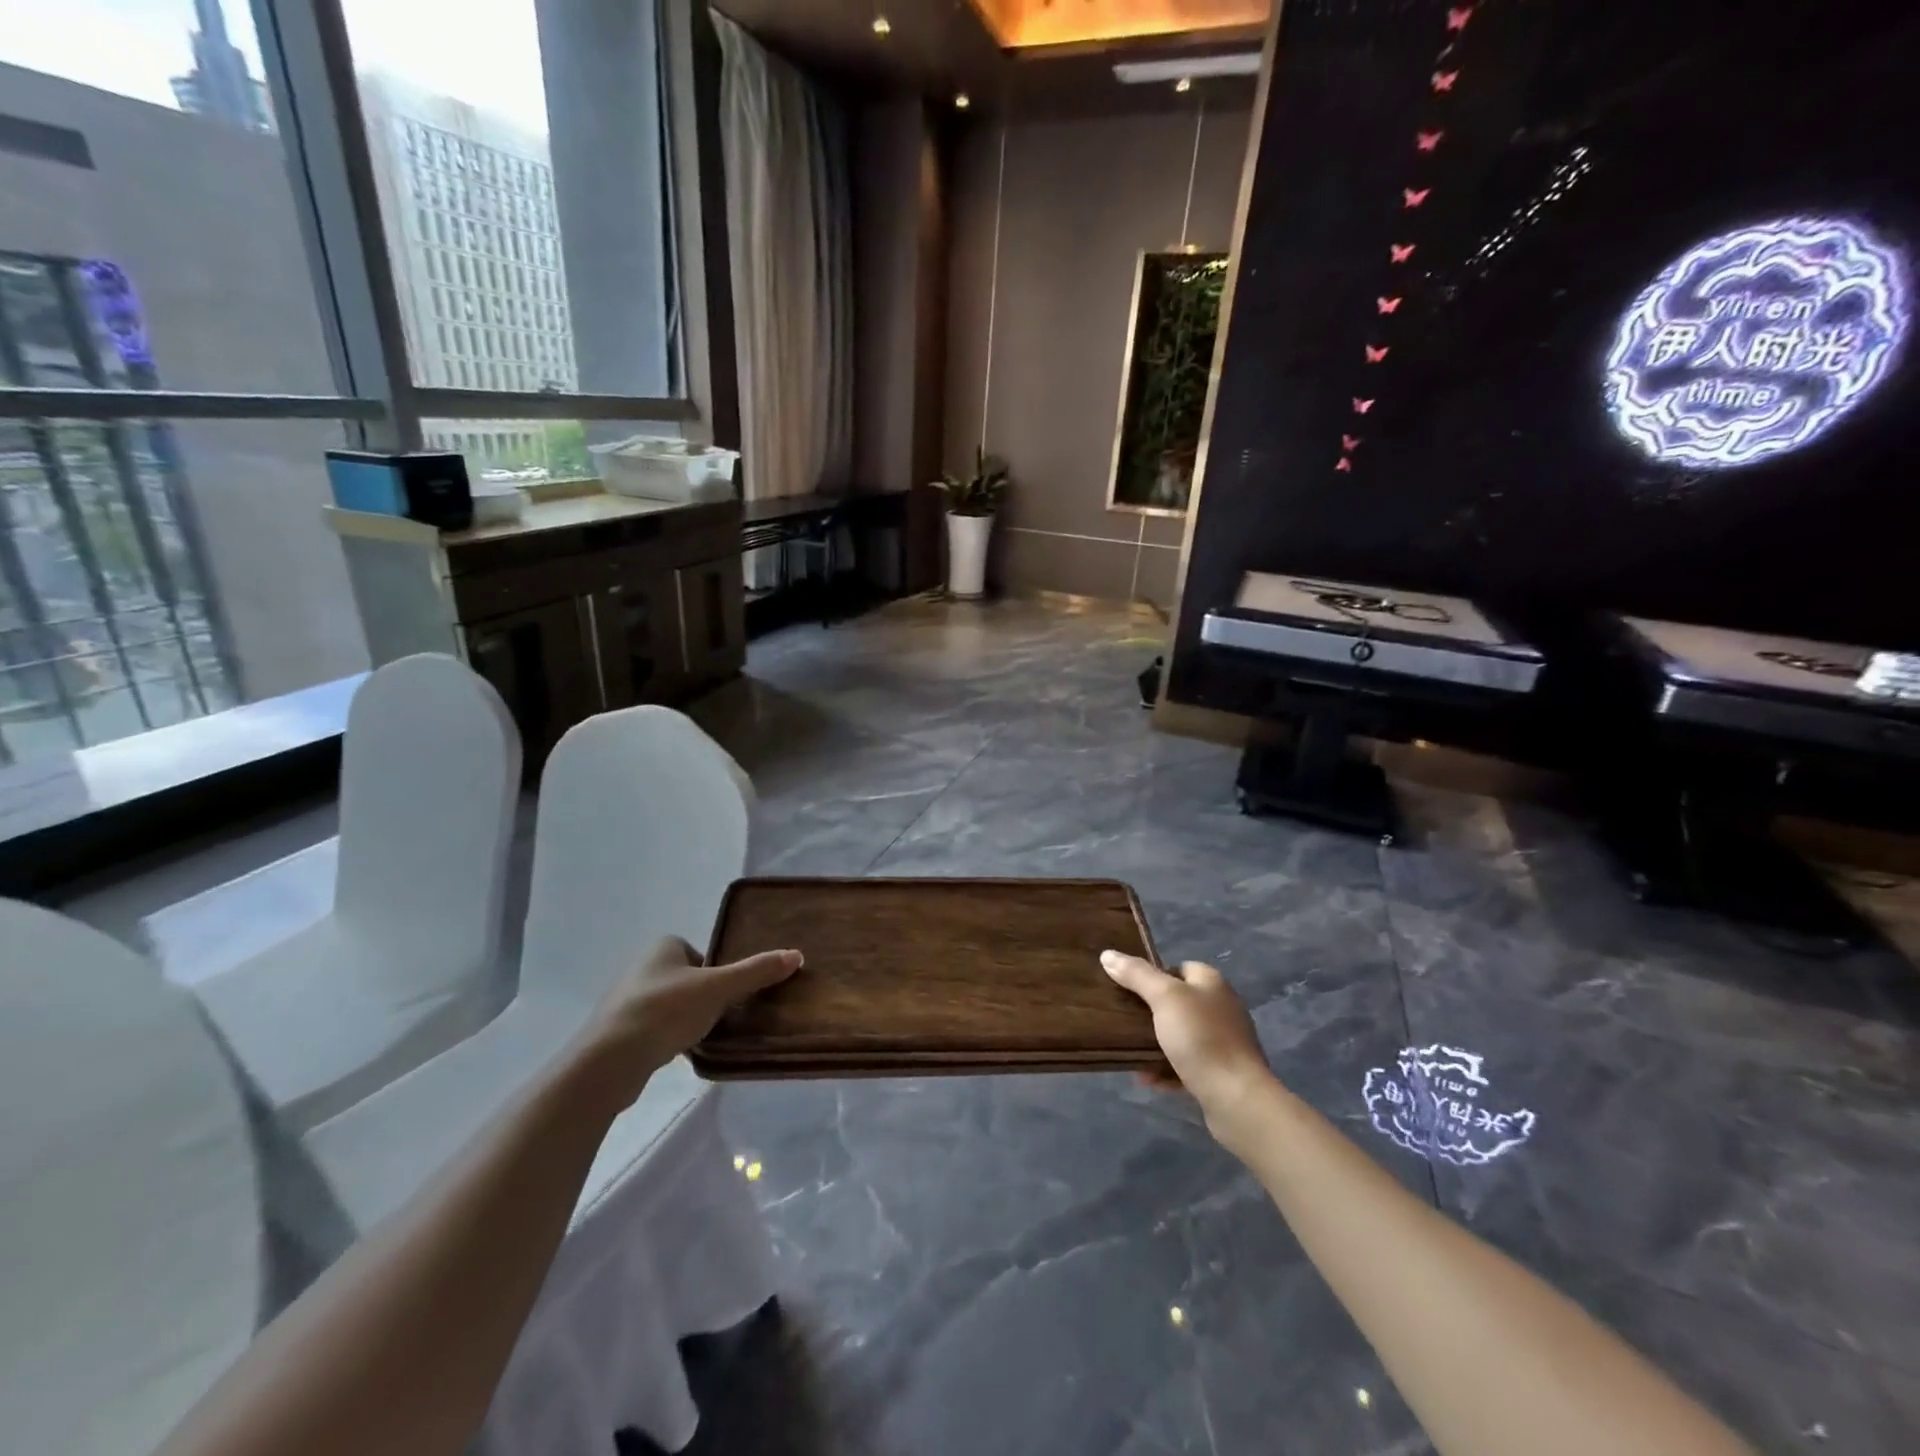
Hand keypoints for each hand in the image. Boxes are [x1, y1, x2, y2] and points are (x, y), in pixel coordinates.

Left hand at [576, 936, 801, 1104]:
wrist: (609, 1059)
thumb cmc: (666, 1010)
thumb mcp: (719, 988)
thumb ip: (756, 972)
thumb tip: (797, 954)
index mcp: (663, 947)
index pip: (701, 953)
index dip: (717, 971)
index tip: (729, 993)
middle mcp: (642, 967)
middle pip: (688, 979)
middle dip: (704, 996)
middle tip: (723, 1015)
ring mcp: (627, 1001)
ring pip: (671, 1005)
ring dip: (686, 1019)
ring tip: (704, 1037)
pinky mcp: (619, 1033)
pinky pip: (655, 1029)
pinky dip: (669, 1038)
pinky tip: (680, 1054)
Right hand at [1102, 951, 1277, 1133]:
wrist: (1237, 1099)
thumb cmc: (1201, 1038)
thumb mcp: (1164, 998)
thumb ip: (1137, 974)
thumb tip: (1108, 954)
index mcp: (1212, 983)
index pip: (1179, 967)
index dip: (1154, 975)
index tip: (1128, 988)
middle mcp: (1221, 1008)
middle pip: (1178, 1002)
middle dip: (1150, 1012)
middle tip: (1124, 1020)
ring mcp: (1223, 1042)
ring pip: (1181, 1036)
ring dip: (1156, 1044)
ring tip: (1130, 1051)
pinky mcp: (1221, 1073)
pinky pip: (1187, 1065)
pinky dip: (1167, 1069)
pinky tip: (1148, 1078)